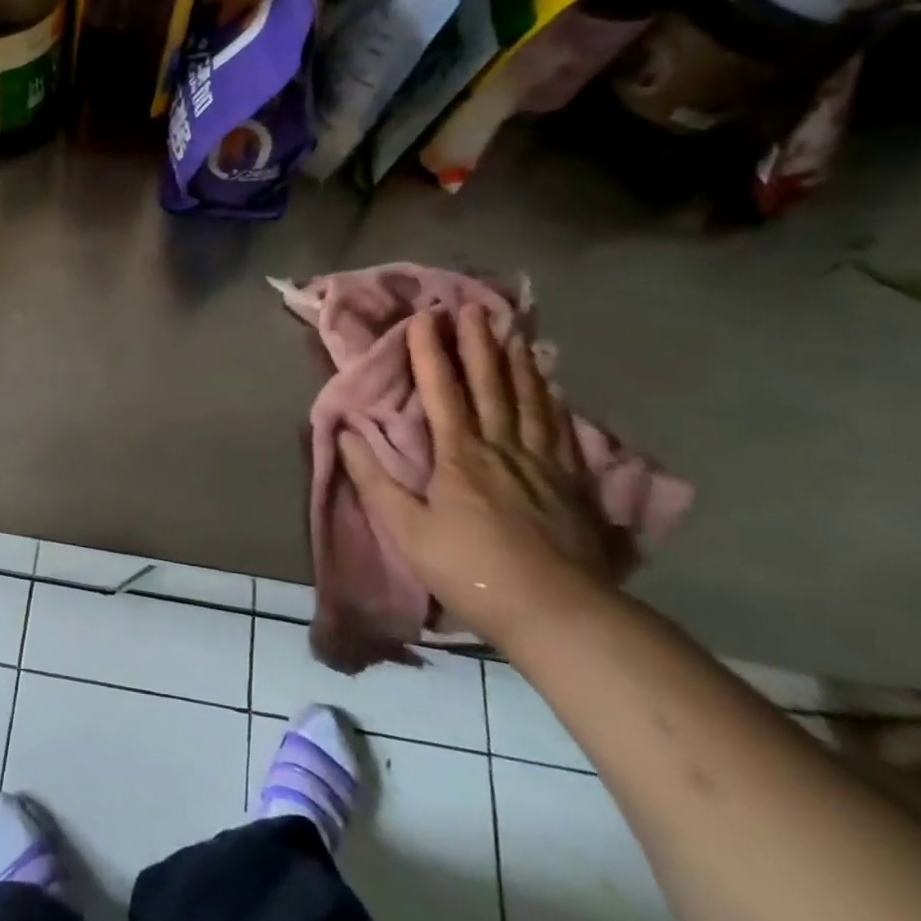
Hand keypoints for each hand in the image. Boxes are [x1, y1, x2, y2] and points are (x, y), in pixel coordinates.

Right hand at [341, 306, 629, 648]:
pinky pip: (561, 430)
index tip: (424, 318)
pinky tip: (553, 387)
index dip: (430, 353)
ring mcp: (543, 464)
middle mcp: (502, 447)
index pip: (442, 391)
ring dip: (518, 363)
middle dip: (478, 344)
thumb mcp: (406, 530)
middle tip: (473, 307)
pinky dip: (553, 402)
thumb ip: (374, 480)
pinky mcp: (572, 485)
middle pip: (490, 385)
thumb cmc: (471, 570)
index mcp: (460, 455)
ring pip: (529, 400)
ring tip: (514, 332)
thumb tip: (348, 433)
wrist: (559, 613)